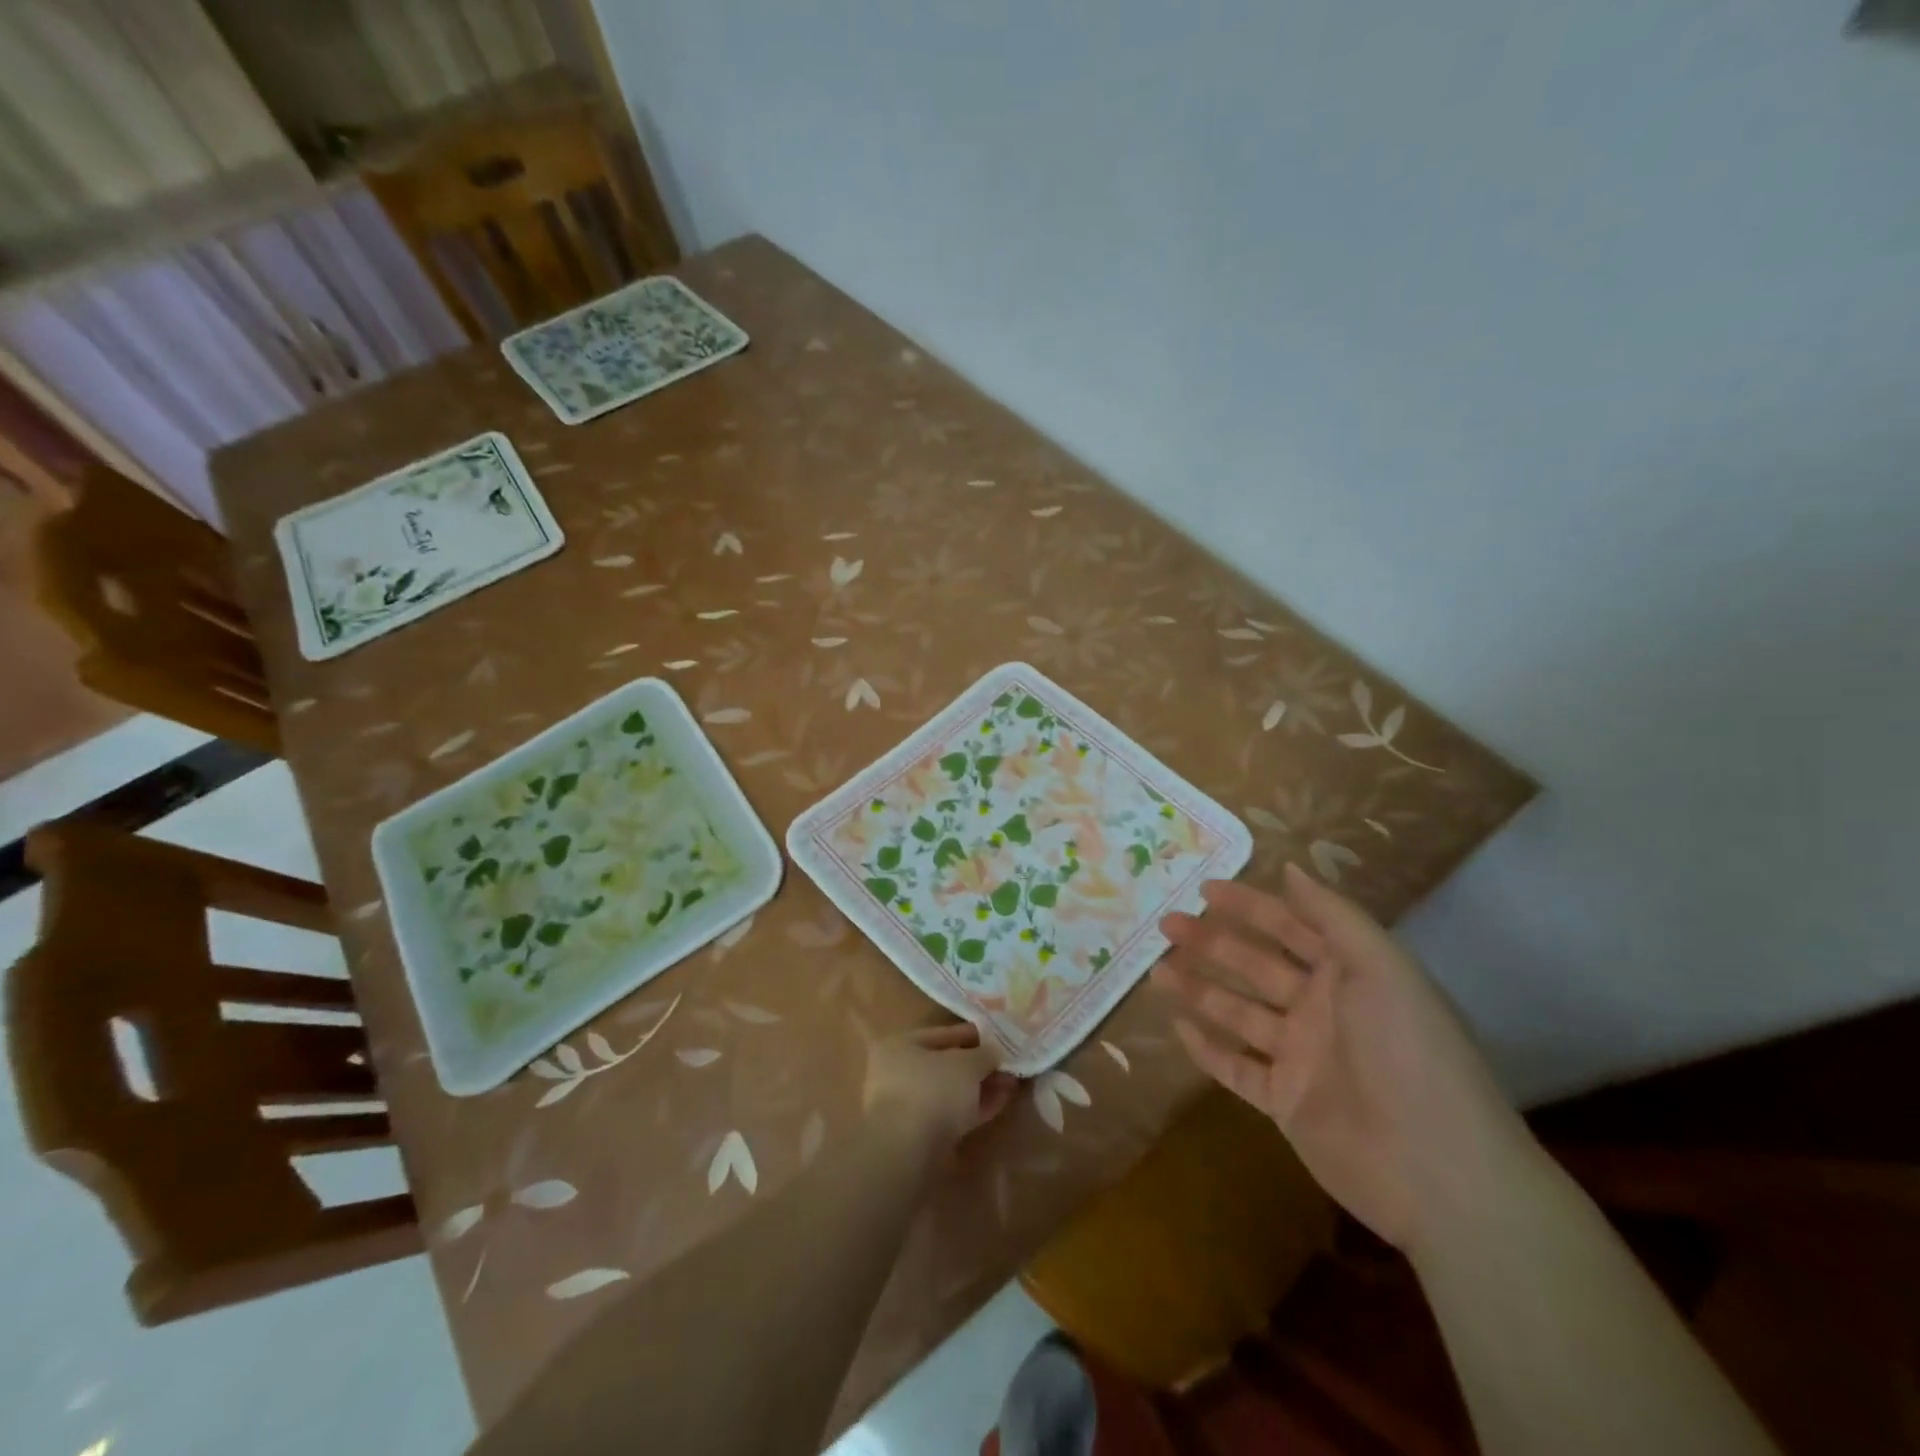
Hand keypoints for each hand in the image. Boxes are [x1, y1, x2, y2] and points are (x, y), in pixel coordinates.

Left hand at [863, 1022, 1019, 1150]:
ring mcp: (908, 1106)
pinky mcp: (921, 1135)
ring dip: (981, 1086)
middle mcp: (899, 1072)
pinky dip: (975, 1107)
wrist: (908, 1152)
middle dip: (980, 1065)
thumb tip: (994, 1054)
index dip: (974, 1034)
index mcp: (901, 1045)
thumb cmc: (933, 1090)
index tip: (1000, 1037)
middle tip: (1009, 1064)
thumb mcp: (966, 1063)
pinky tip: (1001, 1102)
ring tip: (1012, 1083)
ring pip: (952, 1090)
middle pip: (947, 1064)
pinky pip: (953, 1113)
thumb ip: (984, 1054)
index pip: (943, 1034)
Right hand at [1153, 863, 1538, 1252]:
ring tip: (1156, 972)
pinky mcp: (1284, 1102)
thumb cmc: (1408, 1052)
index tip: (1204, 889)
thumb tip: (1291, 867)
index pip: (1289, 927)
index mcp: (1346, 975)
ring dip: (1198, 990)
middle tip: (1165, 925)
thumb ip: (1334, 916)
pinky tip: (1177, 1028)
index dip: (1249, 905)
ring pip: (1237, 1013)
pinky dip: (1207, 1050)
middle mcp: (1320, 1010)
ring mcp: (1300, 1057)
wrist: (1437, 1170)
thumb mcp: (1381, 967)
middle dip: (1211, 943)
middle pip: (1254, 966)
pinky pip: (1236, 1068)